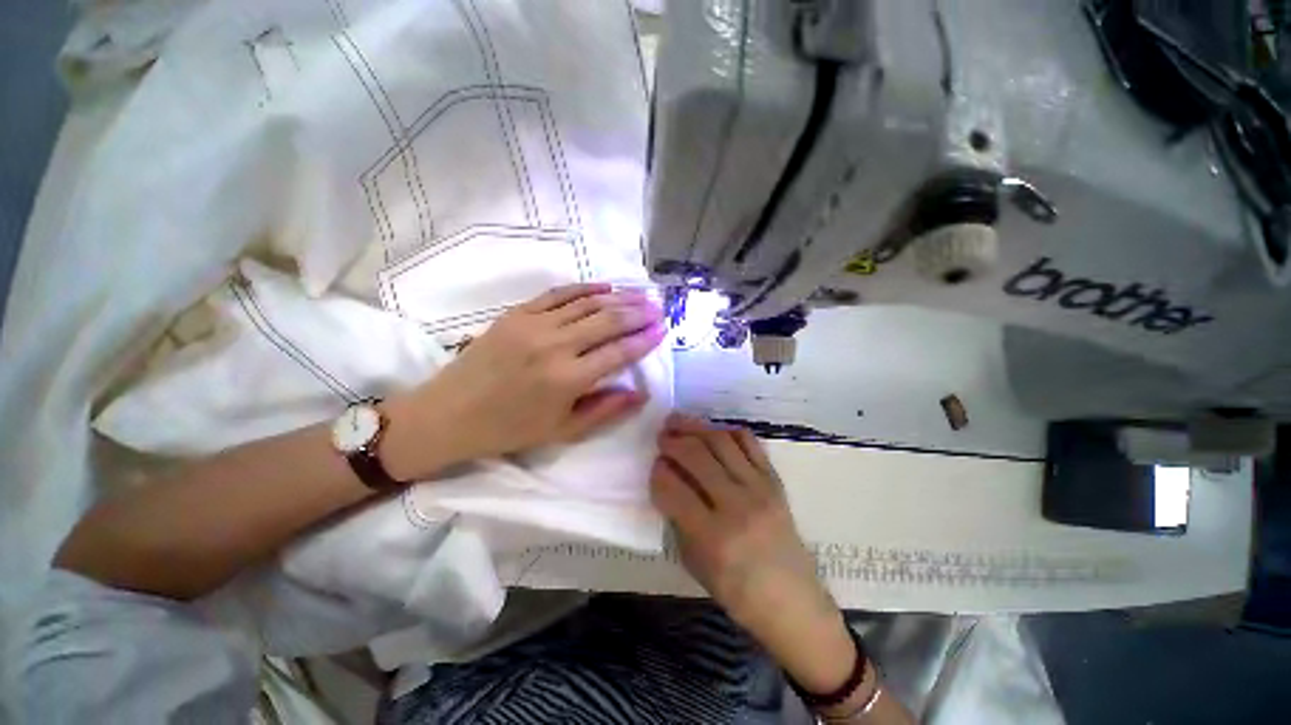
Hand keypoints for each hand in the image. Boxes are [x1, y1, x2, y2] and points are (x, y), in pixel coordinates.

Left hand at [383, 283, 664, 477]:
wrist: (449, 414)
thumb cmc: (510, 429)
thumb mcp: (563, 431)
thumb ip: (606, 410)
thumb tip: (641, 393)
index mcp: (568, 379)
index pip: (619, 352)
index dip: (645, 340)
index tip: (663, 330)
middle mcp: (556, 346)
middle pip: (608, 321)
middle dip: (638, 313)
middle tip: (658, 307)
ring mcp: (534, 324)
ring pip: (587, 303)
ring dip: (618, 297)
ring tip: (640, 294)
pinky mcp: (517, 313)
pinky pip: (558, 294)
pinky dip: (584, 288)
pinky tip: (604, 286)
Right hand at [653, 414, 857, 693]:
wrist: (793, 602)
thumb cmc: (737, 592)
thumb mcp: (695, 563)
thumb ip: (678, 518)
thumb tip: (667, 478)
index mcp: (713, 537)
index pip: (673, 489)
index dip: (658, 473)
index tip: (654, 465)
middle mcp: (737, 506)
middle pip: (696, 456)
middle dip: (672, 441)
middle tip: (661, 436)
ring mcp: (760, 489)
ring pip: (721, 442)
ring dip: (695, 427)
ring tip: (679, 422)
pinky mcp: (775, 481)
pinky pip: (749, 443)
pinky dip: (727, 431)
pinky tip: (713, 432)